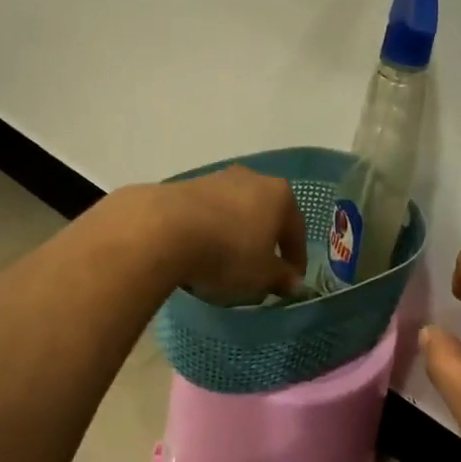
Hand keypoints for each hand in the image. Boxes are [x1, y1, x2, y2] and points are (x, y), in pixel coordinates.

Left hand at [158, 167, 307, 299]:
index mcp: (280, 195)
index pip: (296, 230)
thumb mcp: (263, 275)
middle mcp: (252, 179)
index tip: (290, 282)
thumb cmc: (229, 252)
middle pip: (265, 216)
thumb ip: (282, 278)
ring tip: (226, 265)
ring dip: (236, 236)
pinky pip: (207, 214)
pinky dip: (210, 232)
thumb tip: (293, 282)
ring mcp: (216, 179)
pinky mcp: (184, 186)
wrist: (164, 230)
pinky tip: (201, 253)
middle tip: (261, 271)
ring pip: (235, 212)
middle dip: (265, 243)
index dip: (296, 260)